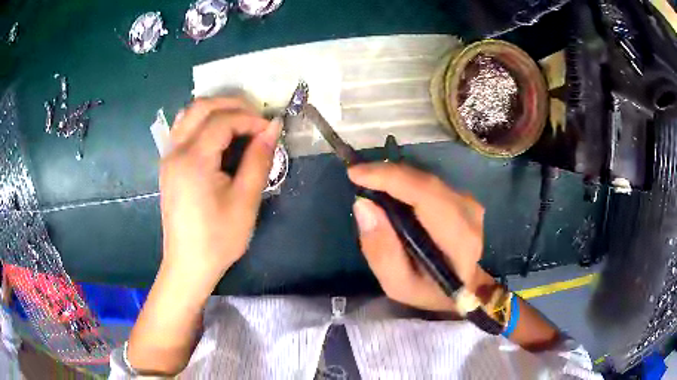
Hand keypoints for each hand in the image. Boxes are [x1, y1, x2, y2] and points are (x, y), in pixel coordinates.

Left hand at [159, 97, 280, 288]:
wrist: (188, 264)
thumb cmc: (218, 238)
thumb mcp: (246, 201)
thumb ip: (259, 159)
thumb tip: (272, 128)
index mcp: (193, 160)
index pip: (223, 120)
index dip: (250, 119)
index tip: (271, 130)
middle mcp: (176, 151)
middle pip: (202, 107)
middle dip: (233, 105)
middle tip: (256, 120)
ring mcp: (168, 157)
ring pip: (189, 114)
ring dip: (216, 110)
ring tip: (239, 123)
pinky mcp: (168, 165)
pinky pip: (183, 128)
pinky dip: (202, 122)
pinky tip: (218, 137)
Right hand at [348, 163, 486, 311]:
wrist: (466, 288)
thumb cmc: (432, 291)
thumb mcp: (399, 284)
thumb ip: (381, 251)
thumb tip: (363, 205)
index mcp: (458, 237)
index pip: (424, 194)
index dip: (389, 178)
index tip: (355, 174)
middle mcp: (469, 212)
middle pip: (423, 181)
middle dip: (386, 175)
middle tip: (357, 178)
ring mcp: (469, 201)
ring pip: (425, 179)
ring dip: (395, 179)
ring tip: (370, 186)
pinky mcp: (463, 197)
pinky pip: (429, 183)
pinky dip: (406, 184)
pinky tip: (390, 193)